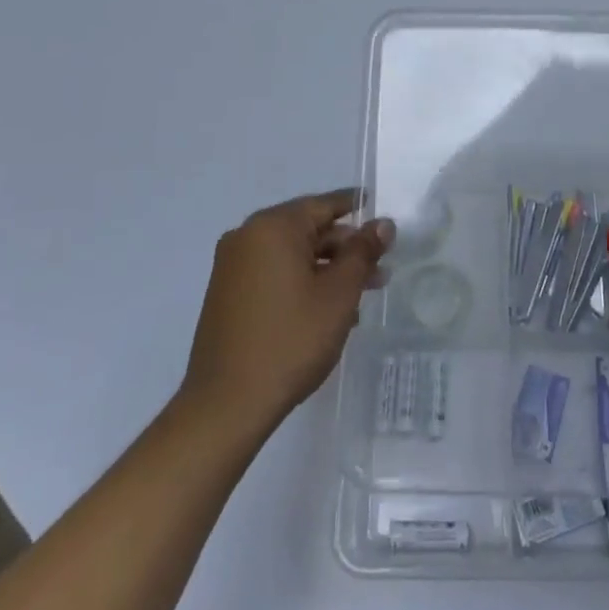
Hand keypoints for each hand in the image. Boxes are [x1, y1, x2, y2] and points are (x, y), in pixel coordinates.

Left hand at [180, 191, 392, 437]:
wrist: (226, 405)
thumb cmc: (291, 340)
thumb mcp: (339, 294)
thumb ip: (363, 252)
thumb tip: (383, 223)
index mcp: (273, 227)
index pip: (324, 204)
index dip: (357, 208)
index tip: (381, 214)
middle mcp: (248, 236)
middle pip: (308, 230)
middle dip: (346, 249)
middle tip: (380, 270)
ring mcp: (232, 266)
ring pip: (292, 255)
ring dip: (327, 270)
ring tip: (360, 296)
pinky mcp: (226, 294)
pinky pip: (273, 274)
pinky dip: (301, 282)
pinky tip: (326, 311)